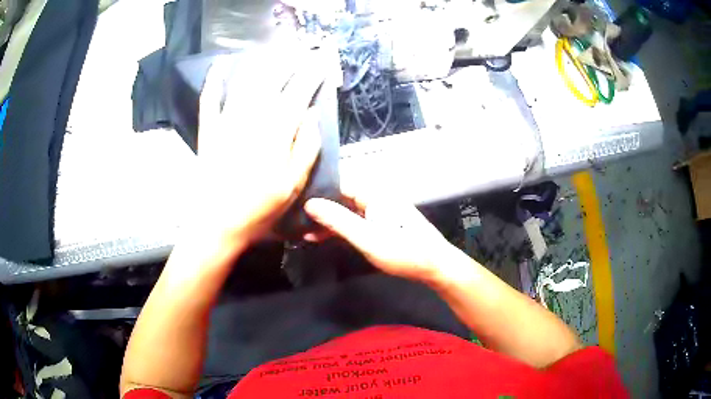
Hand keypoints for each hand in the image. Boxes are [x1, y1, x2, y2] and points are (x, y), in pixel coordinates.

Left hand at [193, 50, 326, 251]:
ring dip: (261, 65)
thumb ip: (306, 148)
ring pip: (246, 85)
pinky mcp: (209, 132)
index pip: (297, 94)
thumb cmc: (259, 210)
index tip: (321, 62)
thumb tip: (311, 114)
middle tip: (300, 52)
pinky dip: (213, 81)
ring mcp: (226, 124)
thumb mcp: (292, 185)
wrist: (217, 225)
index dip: (311, 75)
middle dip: (289, 63)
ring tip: (274, 52)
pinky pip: (209, 101)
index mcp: (275, 134)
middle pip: (272, 82)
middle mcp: (251, 120)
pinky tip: (219, 66)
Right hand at [304, 182, 454, 283]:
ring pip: (347, 212)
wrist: (436, 266)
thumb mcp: (367, 238)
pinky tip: (323, 237)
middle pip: (342, 198)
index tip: (296, 201)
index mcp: (374, 194)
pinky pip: (355, 222)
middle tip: (295, 220)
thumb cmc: (403, 252)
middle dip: (320, 209)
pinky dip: (340, 229)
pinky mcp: (381, 225)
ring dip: (328, 222)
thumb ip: (338, 221)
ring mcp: (379, 212)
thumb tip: (310, 203)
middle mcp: (376, 198)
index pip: (339, 184)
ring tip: (304, 232)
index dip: (318, 192)